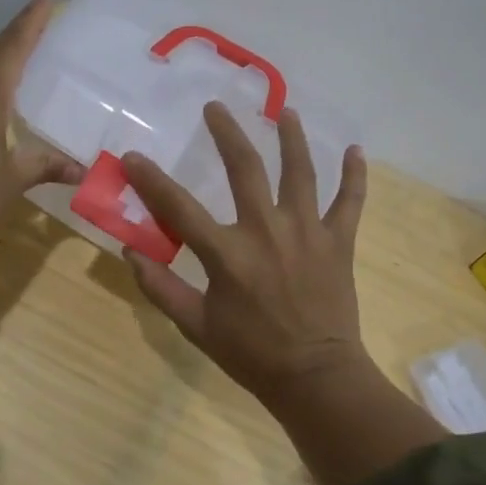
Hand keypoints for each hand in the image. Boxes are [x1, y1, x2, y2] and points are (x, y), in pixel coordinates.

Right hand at [121, 104, 371, 408]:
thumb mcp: (196, 326)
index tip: (133, 156)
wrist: (315, 377)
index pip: (179, 207)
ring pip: (301, 172)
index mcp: (227, 254)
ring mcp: (307, 232)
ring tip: (286, 112)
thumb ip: (161, 288)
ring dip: (293, 138)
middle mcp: (267, 230)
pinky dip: (355, 176)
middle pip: (245, 168)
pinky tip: (356, 151)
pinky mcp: (339, 242)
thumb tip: (130, 252)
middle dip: (227, 133)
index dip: (151, 180)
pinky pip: (350, 202)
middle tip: (215, 107)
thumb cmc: (252, 354)